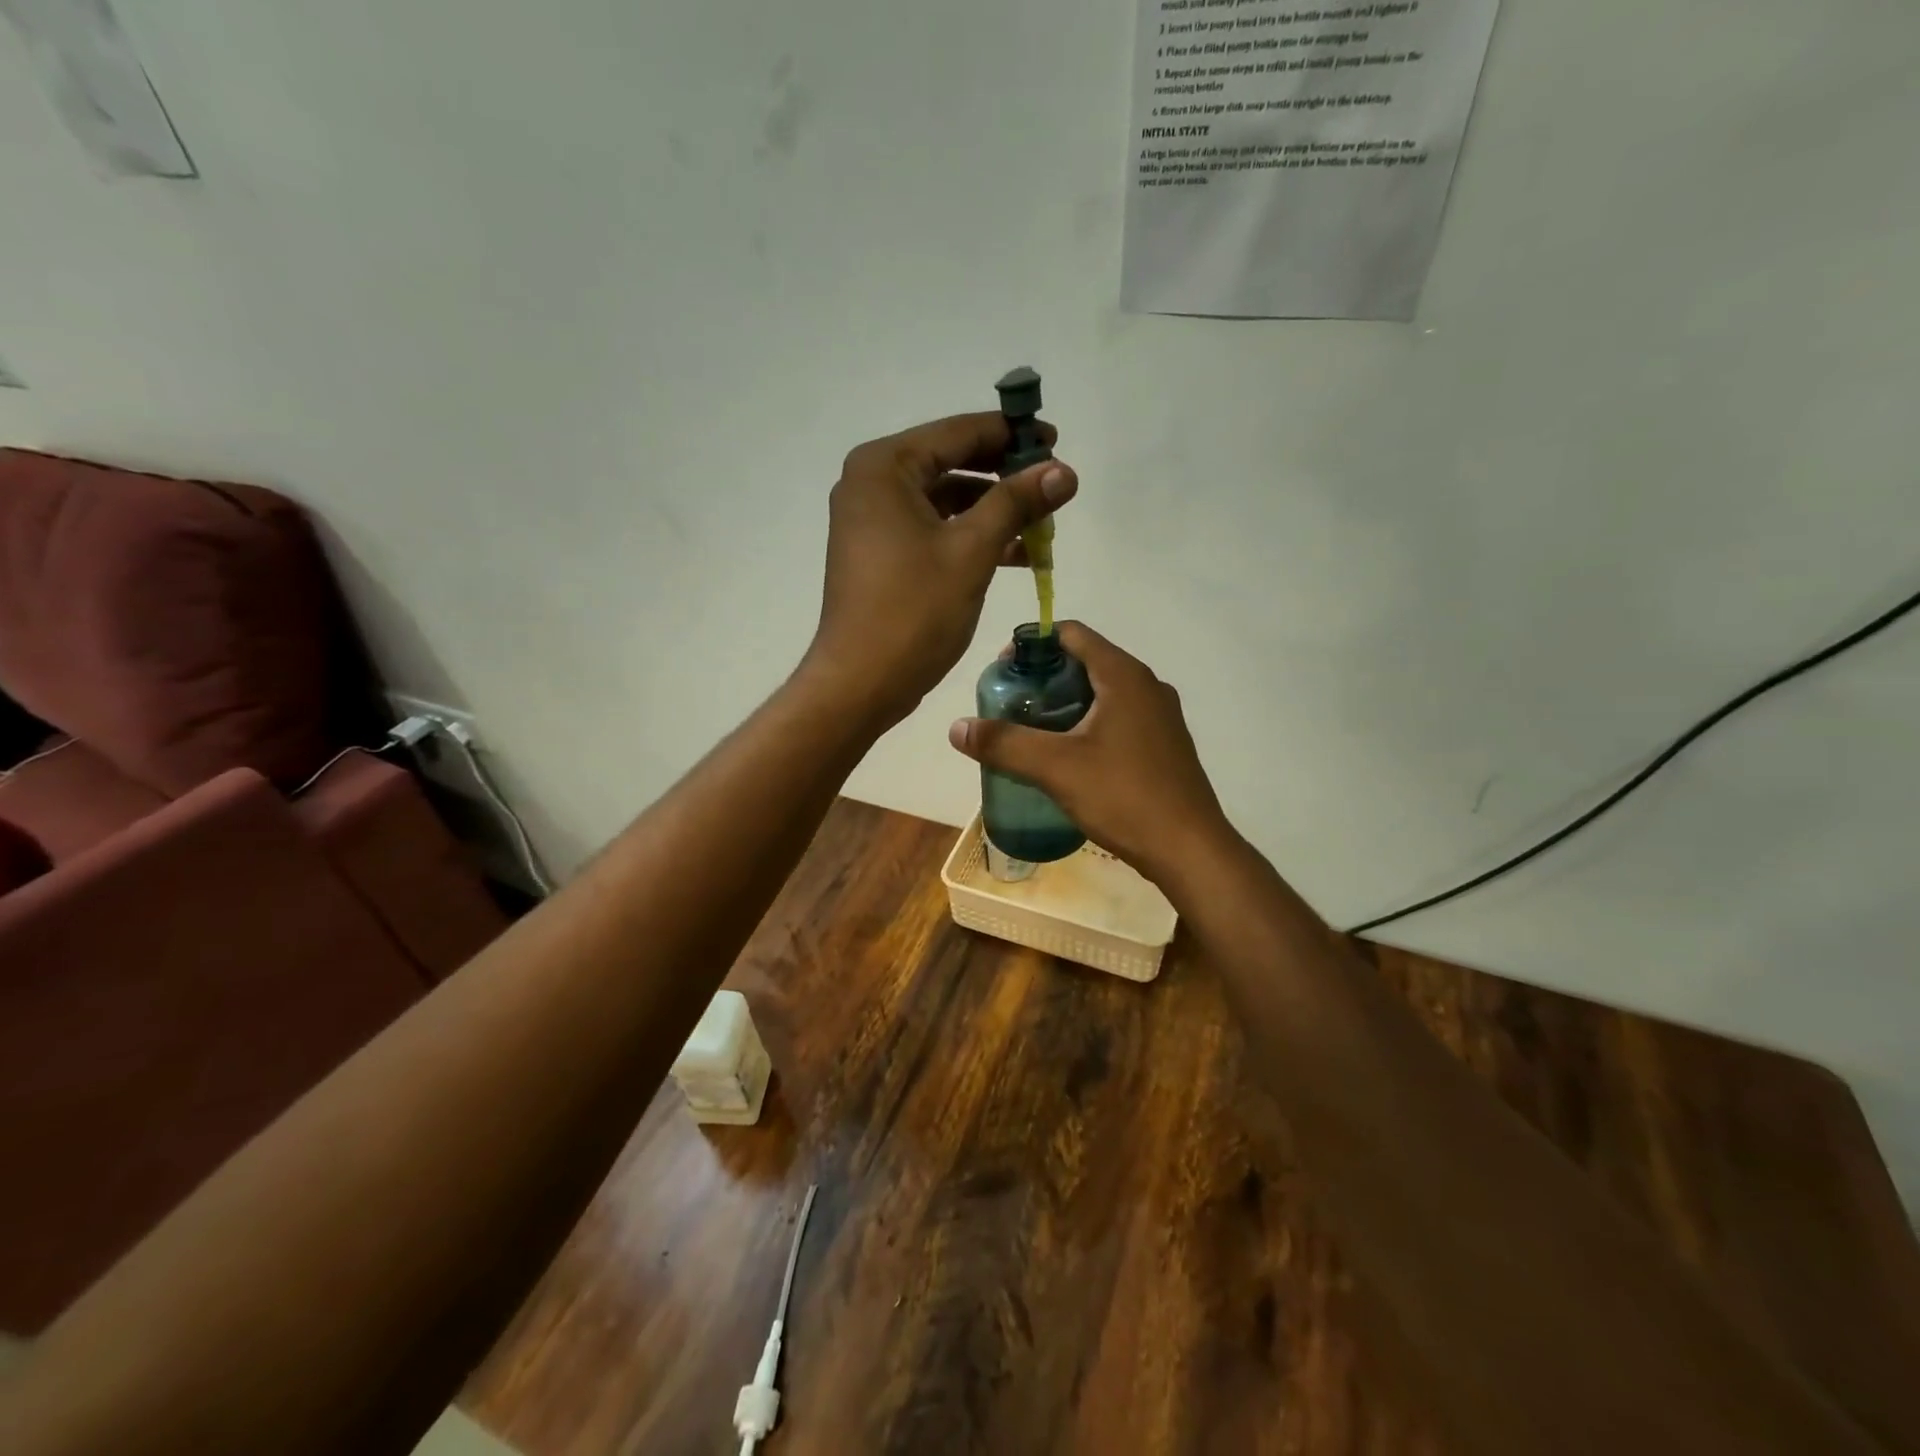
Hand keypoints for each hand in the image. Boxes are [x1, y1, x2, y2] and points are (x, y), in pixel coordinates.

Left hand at [803, 413, 1077, 727]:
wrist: (861, 682)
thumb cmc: (913, 611)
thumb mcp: (972, 551)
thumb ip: (1017, 502)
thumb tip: (1064, 470)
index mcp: (885, 467)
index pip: (958, 433)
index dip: (1011, 435)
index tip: (1056, 441)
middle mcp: (872, 484)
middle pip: (951, 463)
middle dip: (1005, 476)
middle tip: (1054, 485)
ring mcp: (872, 520)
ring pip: (945, 500)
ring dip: (993, 511)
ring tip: (1043, 526)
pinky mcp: (880, 553)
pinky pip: (933, 529)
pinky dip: (970, 537)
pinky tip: (1015, 554)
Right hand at [946, 622, 1235, 885]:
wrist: (1189, 849)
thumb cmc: (1124, 796)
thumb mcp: (1056, 768)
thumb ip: (1004, 743)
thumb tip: (956, 727)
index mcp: (1124, 676)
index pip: (1073, 634)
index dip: (1033, 643)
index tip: (1003, 671)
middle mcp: (1147, 686)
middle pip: (1086, 662)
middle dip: (1045, 678)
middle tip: (1012, 706)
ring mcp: (1160, 716)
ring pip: (1103, 694)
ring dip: (1065, 704)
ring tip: (1032, 732)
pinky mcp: (1164, 745)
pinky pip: (1118, 719)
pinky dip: (1088, 725)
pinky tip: (1069, 758)